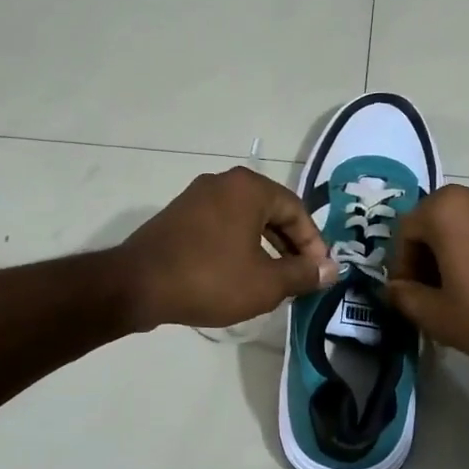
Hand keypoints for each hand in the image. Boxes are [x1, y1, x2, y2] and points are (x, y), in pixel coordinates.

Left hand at [118, 167, 337, 330]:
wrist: (137, 285)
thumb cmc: (210, 279)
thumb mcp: (266, 283)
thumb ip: (303, 274)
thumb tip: (331, 269)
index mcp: (250, 188)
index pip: (297, 211)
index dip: (314, 245)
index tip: (319, 274)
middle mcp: (224, 182)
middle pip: (271, 212)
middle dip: (290, 246)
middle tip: (300, 277)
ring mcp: (197, 197)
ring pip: (246, 220)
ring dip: (266, 248)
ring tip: (274, 280)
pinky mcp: (179, 215)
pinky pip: (222, 226)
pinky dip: (239, 246)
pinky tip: (240, 274)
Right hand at [384, 183, 468, 360]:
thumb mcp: (437, 314)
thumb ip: (405, 297)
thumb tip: (394, 288)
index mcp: (444, 208)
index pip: (405, 233)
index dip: (402, 266)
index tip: (409, 295)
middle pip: (434, 223)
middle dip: (426, 256)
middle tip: (431, 291)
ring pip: (462, 224)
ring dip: (452, 250)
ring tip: (458, 287)